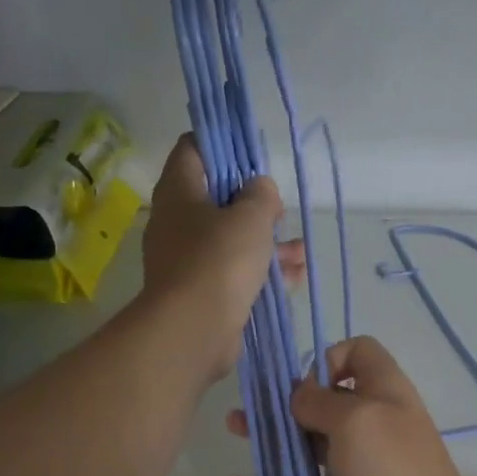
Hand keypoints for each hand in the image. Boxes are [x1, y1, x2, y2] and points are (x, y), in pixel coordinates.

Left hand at [140, 136, 303, 380]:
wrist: (193, 330)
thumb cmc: (219, 261)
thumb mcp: (250, 217)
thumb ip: (261, 195)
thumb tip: (259, 189)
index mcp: (179, 191)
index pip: (193, 149)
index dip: (223, 144)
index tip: (253, 154)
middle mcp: (177, 222)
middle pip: (216, 198)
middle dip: (254, 203)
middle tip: (278, 211)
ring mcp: (187, 260)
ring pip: (230, 240)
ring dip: (266, 243)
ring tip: (300, 251)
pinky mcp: (202, 292)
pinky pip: (234, 273)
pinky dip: (261, 272)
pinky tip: (294, 277)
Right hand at [227, 336, 476, 475]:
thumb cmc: (392, 475)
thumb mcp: (357, 421)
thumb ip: (321, 401)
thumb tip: (300, 393)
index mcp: (384, 393)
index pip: (358, 353)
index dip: (327, 358)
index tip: (302, 385)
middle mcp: (371, 425)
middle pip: (323, 400)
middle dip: (283, 401)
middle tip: (246, 410)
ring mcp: (357, 467)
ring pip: (307, 444)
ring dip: (271, 438)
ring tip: (235, 435)